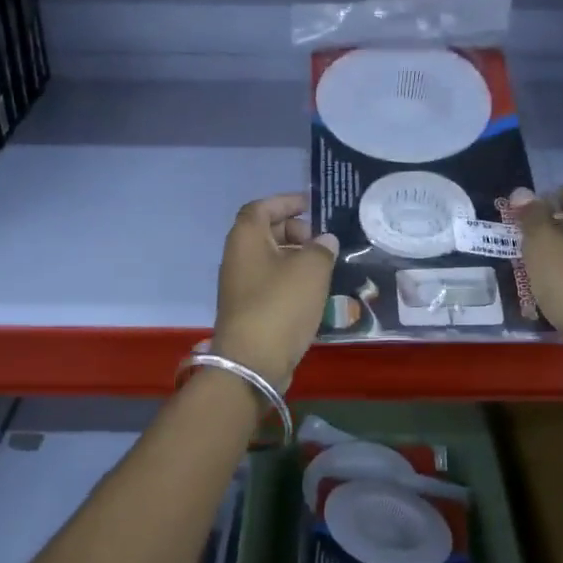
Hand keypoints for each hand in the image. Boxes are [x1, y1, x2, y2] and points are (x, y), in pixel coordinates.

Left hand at [211, 194, 339, 393]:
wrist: (253, 361)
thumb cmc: (281, 305)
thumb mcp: (311, 269)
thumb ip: (322, 249)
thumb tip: (324, 241)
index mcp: (246, 238)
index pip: (262, 207)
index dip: (286, 202)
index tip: (311, 205)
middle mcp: (237, 257)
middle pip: (265, 233)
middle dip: (294, 230)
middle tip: (321, 241)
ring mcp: (240, 286)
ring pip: (269, 260)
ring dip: (295, 257)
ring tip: (325, 265)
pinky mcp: (248, 310)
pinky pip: (271, 283)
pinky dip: (291, 279)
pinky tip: (314, 291)